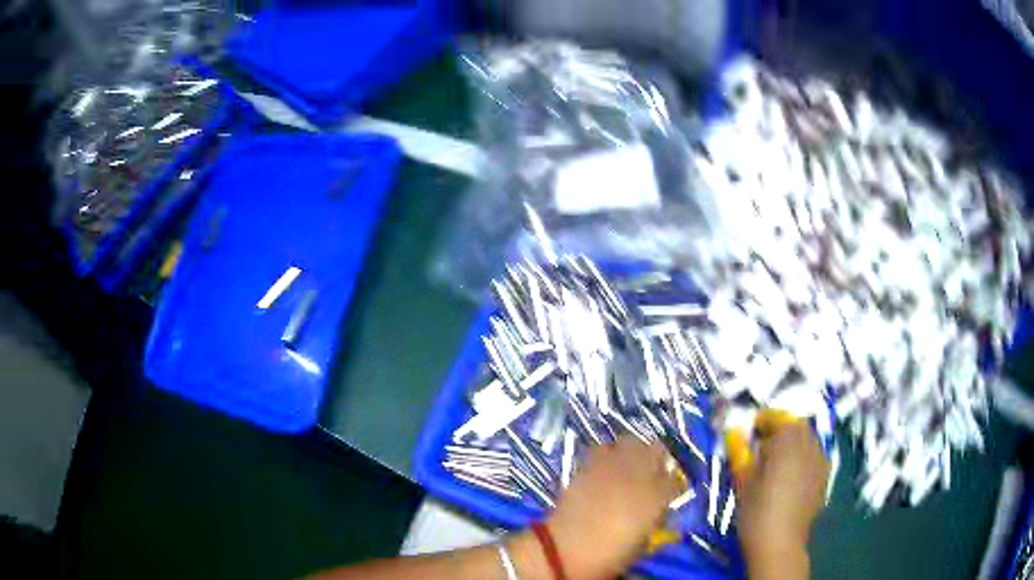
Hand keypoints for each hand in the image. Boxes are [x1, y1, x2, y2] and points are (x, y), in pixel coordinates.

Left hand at [543, 437, 685, 578]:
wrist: (565, 551)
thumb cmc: (608, 556)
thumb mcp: (641, 543)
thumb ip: (653, 519)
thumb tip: (655, 510)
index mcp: (657, 498)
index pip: (675, 480)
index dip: (672, 485)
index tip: (667, 491)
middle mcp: (639, 476)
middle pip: (657, 449)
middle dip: (656, 458)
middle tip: (650, 471)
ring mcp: (613, 467)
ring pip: (630, 441)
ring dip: (631, 450)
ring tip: (626, 463)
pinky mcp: (589, 466)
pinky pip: (602, 448)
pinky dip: (605, 454)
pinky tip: (603, 466)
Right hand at [732, 417, 828, 578]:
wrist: (780, 542)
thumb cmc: (756, 511)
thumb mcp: (743, 482)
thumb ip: (743, 456)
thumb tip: (741, 440)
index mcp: (787, 442)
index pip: (777, 418)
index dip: (763, 420)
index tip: (751, 428)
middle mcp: (808, 445)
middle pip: (797, 426)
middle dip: (781, 429)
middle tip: (764, 443)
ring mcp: (820, 461)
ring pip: (808, 440)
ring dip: (794, 442)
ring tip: (778, 459)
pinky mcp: (824, 478)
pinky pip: (814, 456)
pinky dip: (803, 457)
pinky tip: (791, 475)